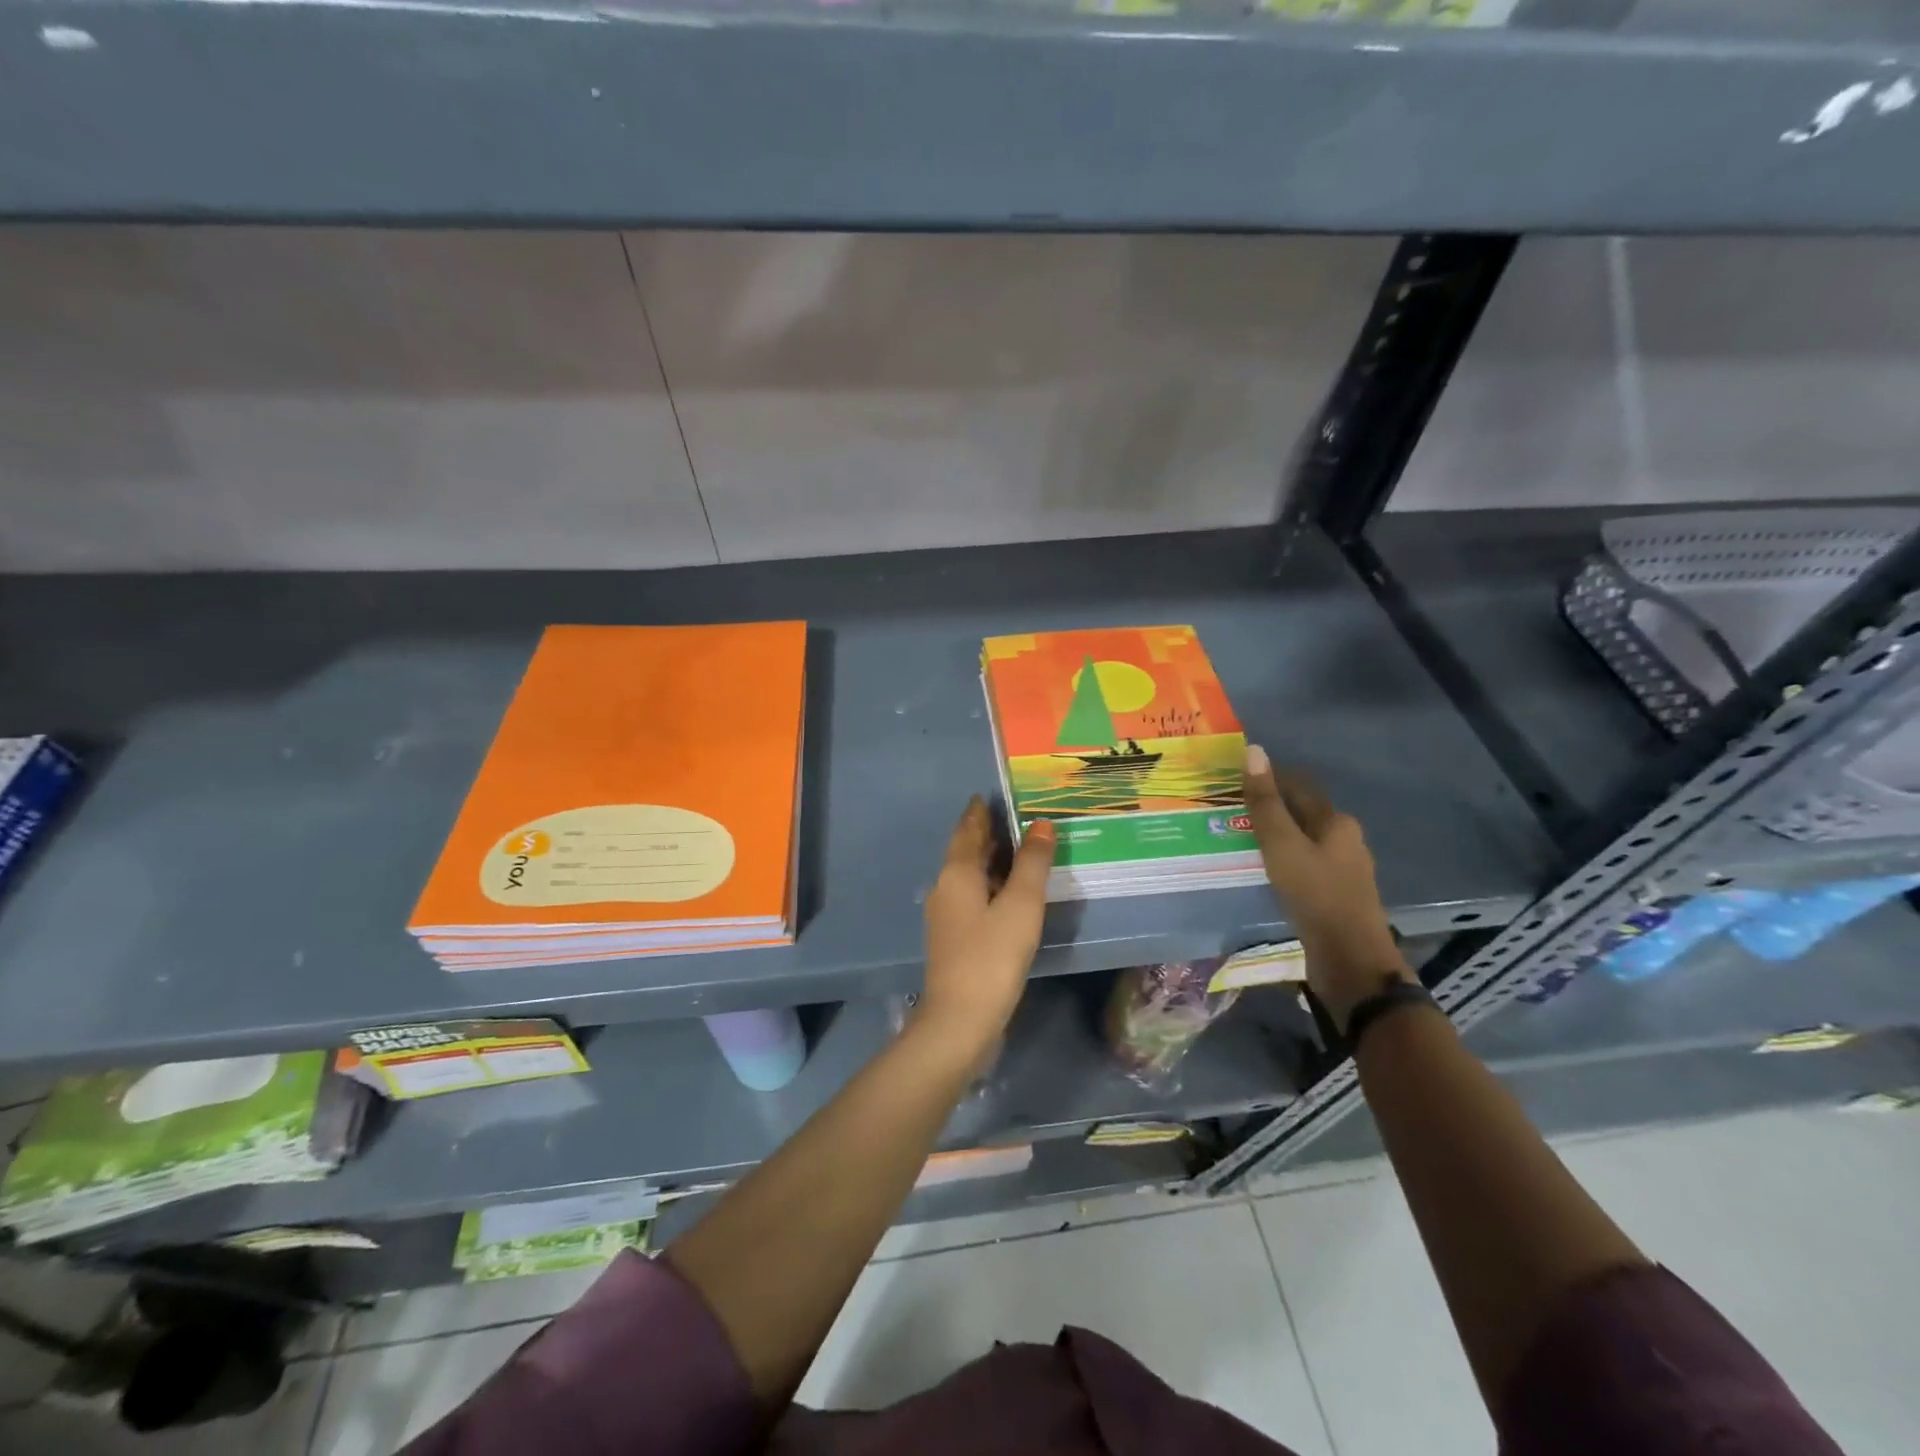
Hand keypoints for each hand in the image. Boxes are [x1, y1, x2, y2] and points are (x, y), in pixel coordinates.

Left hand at [919, 798, 1055, 1062]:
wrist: (960, 1020)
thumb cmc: (992, 956)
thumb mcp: (1021, 905)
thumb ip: (1032, 863)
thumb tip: (1040, 824)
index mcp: (956, 873)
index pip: (967, 830)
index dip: (979, 812)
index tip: (988, 795)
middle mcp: (945, 888)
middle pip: (965, 851)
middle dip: (984, 833)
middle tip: (1010, 816)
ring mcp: (946, 916)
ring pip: (968, 876)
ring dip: (988, 860)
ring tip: (1015, 849)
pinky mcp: (954, 939)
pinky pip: (973, 897)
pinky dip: (990, 885)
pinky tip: (1007, 894)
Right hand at [1242, 745, 1412, 1030]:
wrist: (1350, 960)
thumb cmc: (1315, 895)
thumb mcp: (1282, 845)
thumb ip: (1265, 802)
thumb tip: (1254, 750)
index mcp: (1336, 821)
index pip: (1298, 785)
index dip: (1267, 778)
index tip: (1232, 779)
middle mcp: (1345, 839)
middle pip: (1301, 812)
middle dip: (1268, 807)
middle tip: (1228, 809)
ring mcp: (1342, 869)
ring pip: (1302, 840)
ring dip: (1274, 835)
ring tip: (1238, 837)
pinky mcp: (1335, 894)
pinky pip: (1304, 864)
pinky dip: (1281, 859)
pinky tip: (1262, 869)